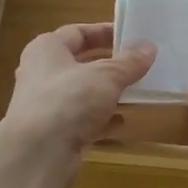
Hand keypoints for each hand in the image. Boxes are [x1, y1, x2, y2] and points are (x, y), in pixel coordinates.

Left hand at [0, 23, 154, 165]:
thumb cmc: (69, 100)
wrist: (38, 154)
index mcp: (47, 49)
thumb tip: (149, 47)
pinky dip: (102, 119)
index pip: (78, 32)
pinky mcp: (54, 132)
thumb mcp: (106, 76)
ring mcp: (47, 105)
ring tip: (137, 91)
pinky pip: (83, 119)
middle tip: (139, 64)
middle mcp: (42, 73)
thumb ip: (129, 62)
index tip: (132, 36)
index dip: (104, 32)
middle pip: (81, 63)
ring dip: (108, 92)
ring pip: (83, 92)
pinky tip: (123, 121)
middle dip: (110, 64)